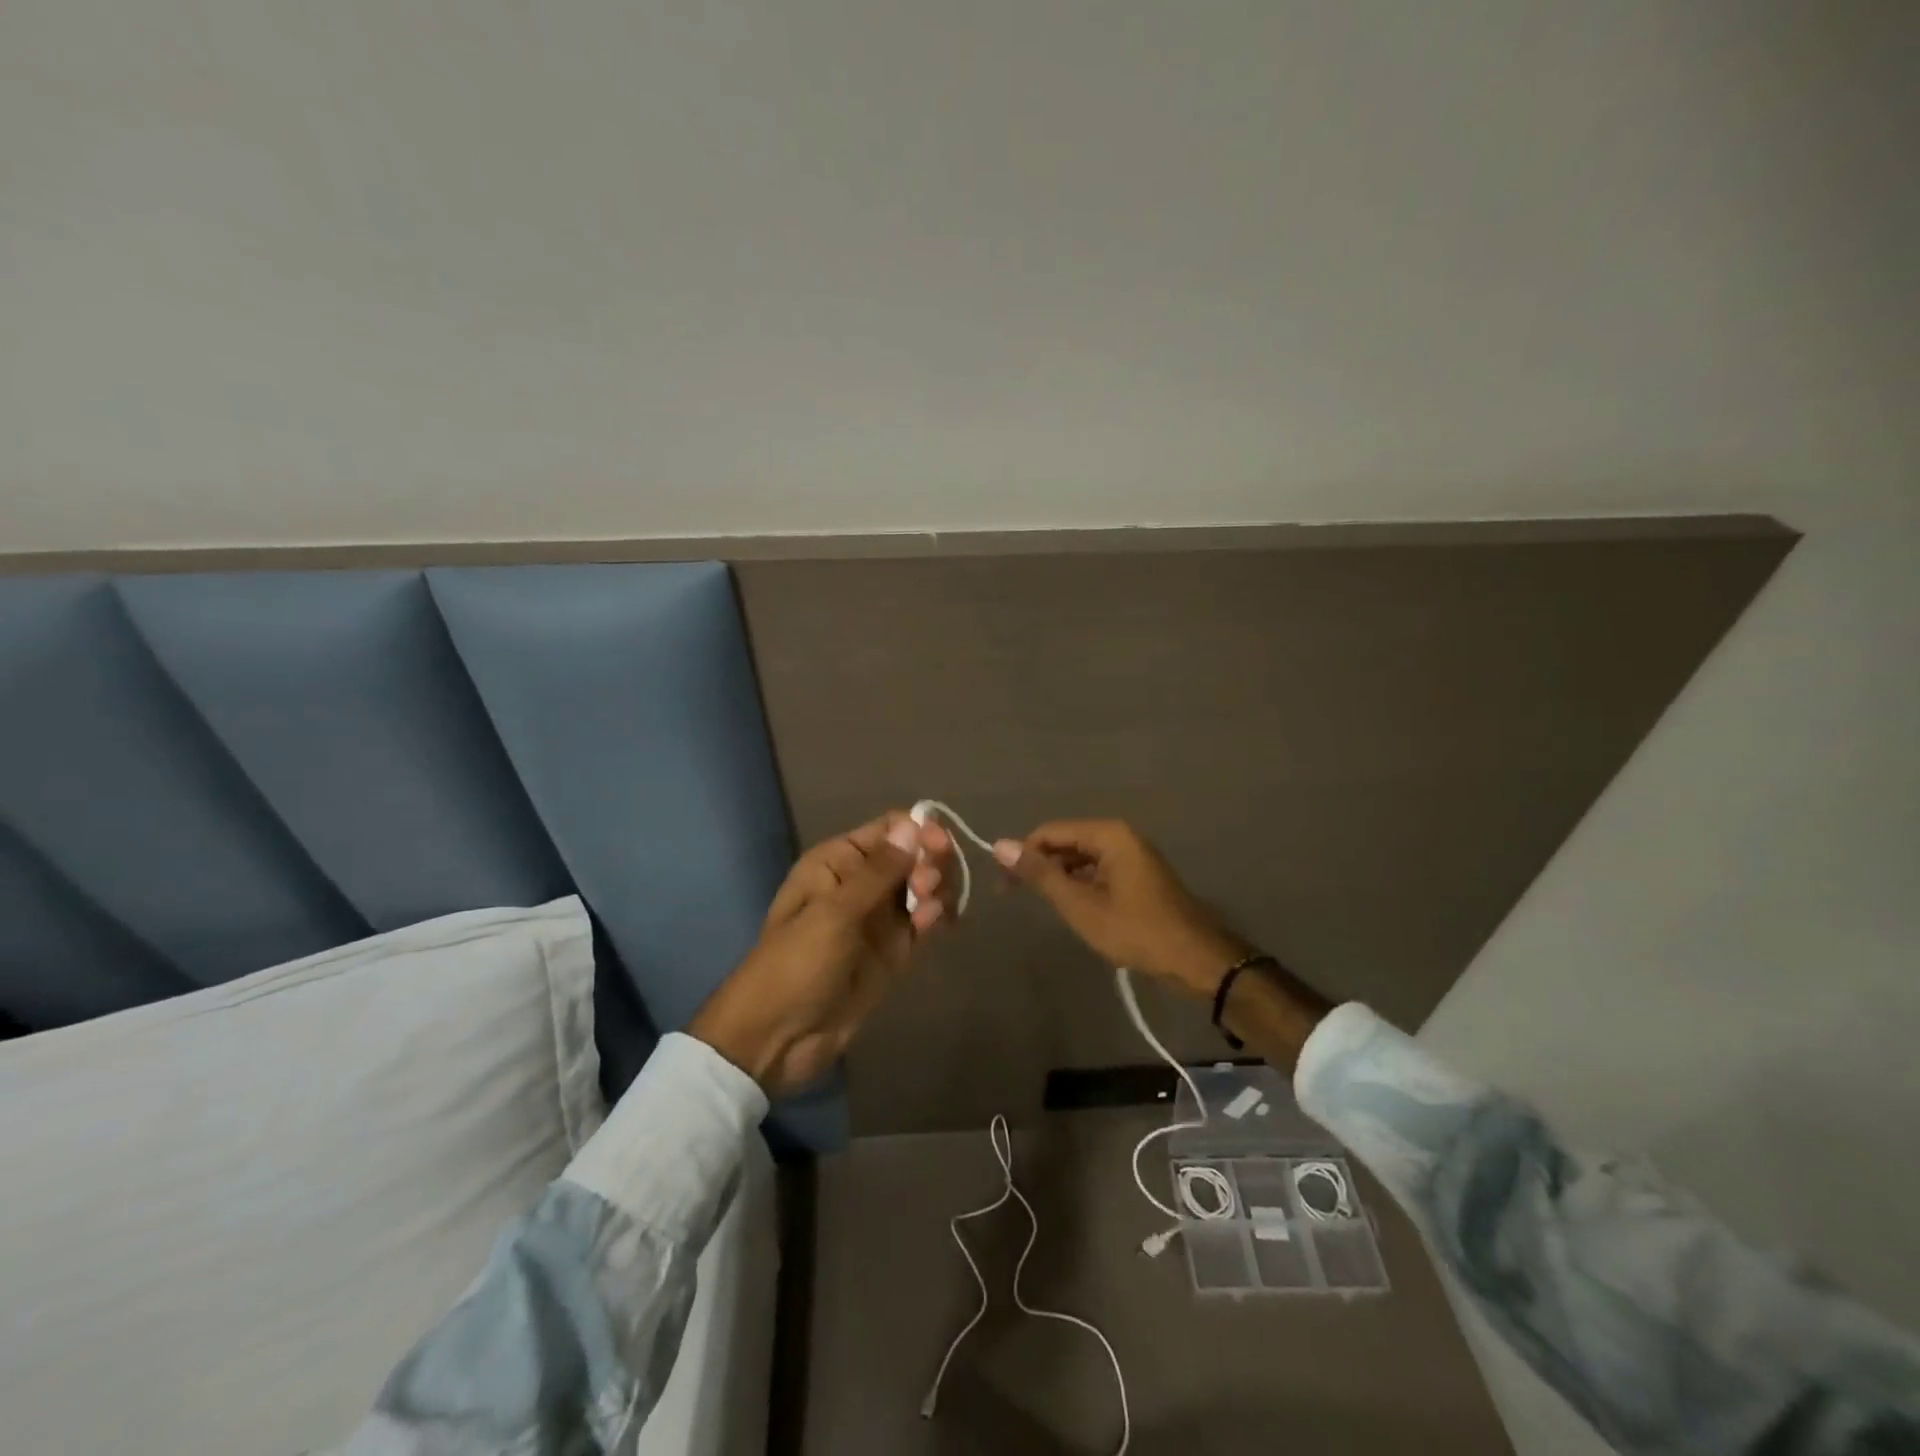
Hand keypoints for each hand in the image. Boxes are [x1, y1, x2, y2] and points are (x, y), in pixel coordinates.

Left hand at [690, 811, 953, 1095]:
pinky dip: (937, 917)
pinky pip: (924, 922)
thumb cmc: (796, 964)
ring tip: (930, 913)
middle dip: (931, 864)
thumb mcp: (834, 913)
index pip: (890, 829)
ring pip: (924, 888)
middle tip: (928, 888)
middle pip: (914, 856)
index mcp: (839, 861)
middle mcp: (862, 882)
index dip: (921, 831)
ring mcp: (880, 918)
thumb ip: (879, 870)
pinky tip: (939, 924)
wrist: (777, 1037)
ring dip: (938, 891)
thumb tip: (913, 824)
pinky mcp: (893, 951)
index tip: (940, 847)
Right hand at [992, 819, 1248, 998]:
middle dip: (1040, 866)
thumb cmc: (1136, 931)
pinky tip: (1074, 908)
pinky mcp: (1138, 874)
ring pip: (1081, 857)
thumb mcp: (1081, 905)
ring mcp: (1132, 854)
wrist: (1197, 959)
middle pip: (1065, 842)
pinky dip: (1080, 885)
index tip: (1003, 886)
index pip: (1049, 832)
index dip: (1022, 855)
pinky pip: (1098, 870)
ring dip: (1060, 877)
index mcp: (1108, 834)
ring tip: (1045, 906)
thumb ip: (1041, 874)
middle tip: (1016, 897)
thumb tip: (1000, 845)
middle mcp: (1120, 835)